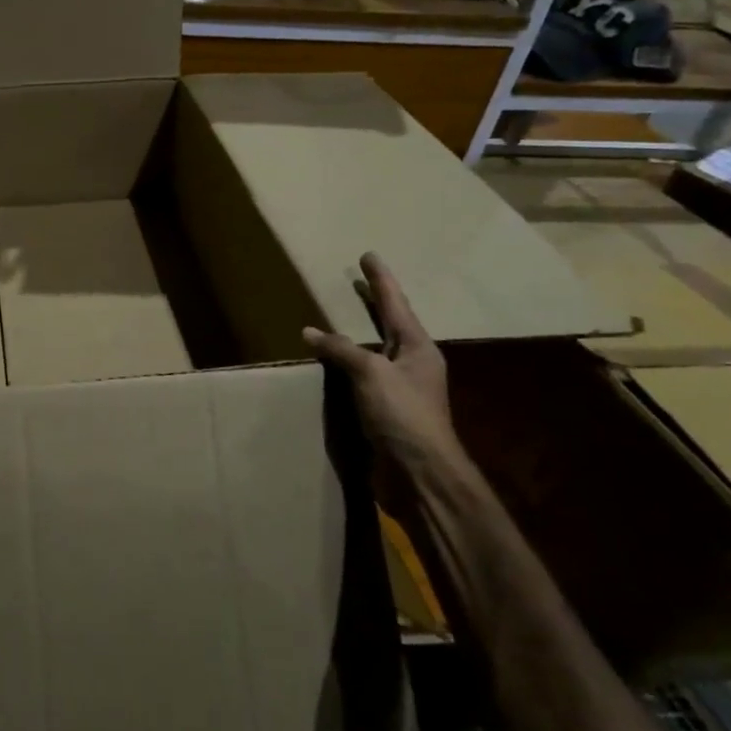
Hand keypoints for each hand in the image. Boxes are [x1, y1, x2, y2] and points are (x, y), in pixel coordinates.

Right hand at [304, 253, 462, 475]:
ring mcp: (401, 388)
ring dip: (360, 334)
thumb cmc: (403, 415)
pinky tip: (334, 363)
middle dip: (375, 303)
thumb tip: (310, 332)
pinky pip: (365, 376)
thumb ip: (340, 349)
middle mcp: (413, 363)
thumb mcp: (371, 373)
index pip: (395, 304)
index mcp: (418, 348)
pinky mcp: (387, 410)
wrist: (420, 474)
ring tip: (342, 318)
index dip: (380, 280)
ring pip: (377, 351)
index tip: (368, 256)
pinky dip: (349, 363)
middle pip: (391, 324)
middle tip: (360, 281)